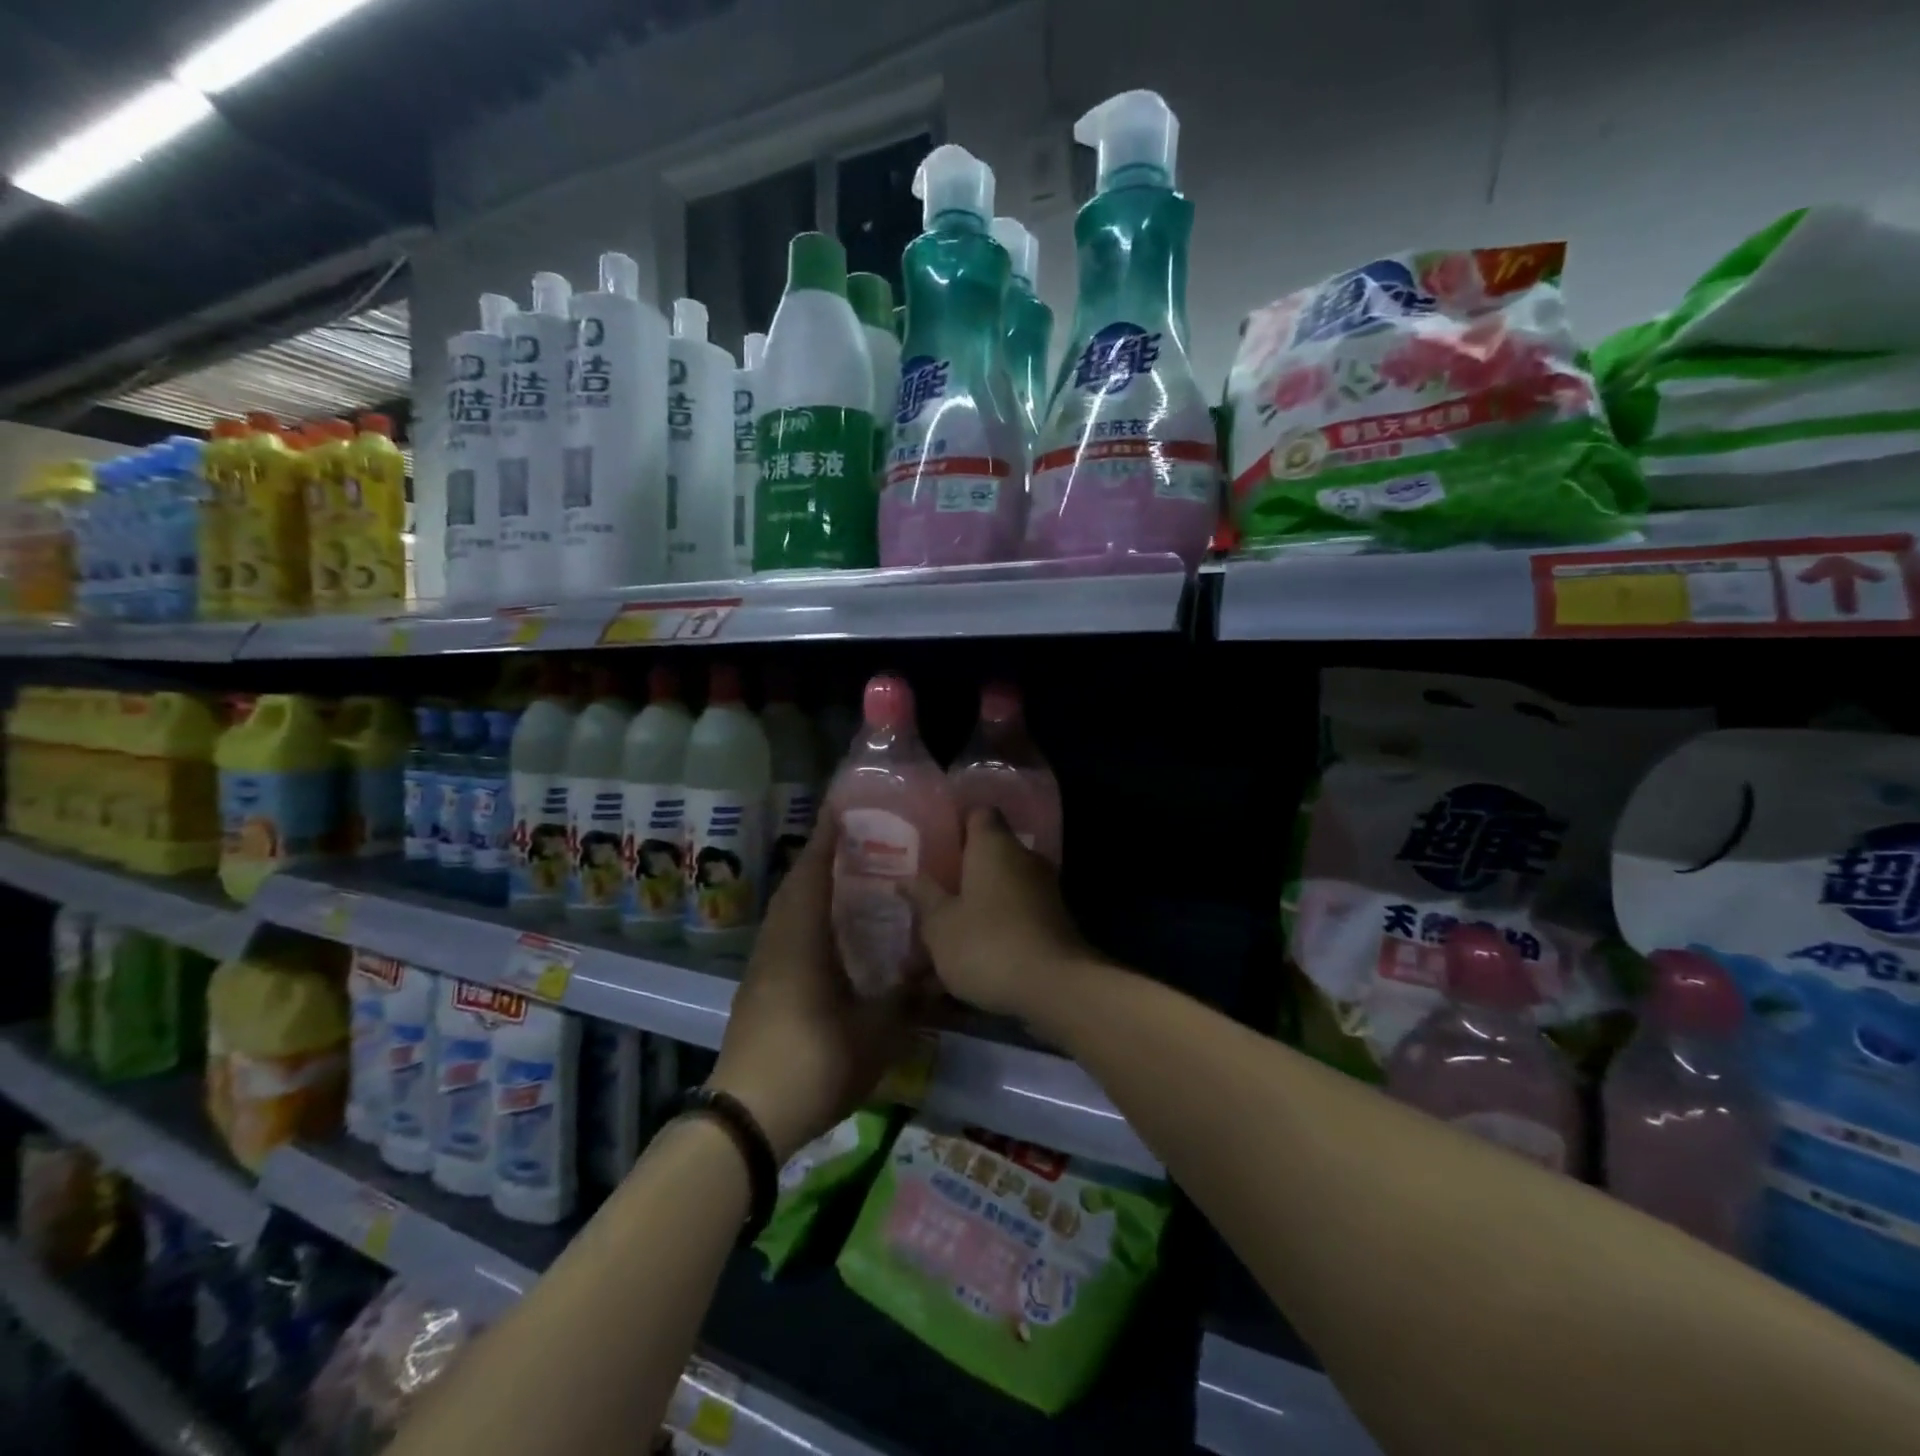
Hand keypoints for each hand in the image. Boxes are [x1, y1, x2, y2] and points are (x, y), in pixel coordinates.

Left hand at [710, 820, 914, 1162]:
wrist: (748, 1117)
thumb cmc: (814, 1061)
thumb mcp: (876, 1032)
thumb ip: (907, 997)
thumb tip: (934, 970)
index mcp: (802, 939)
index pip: (812, 874)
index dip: (826, 840)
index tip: (840, 810)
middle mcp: (777, 943)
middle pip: (795, 887)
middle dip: (819, 859)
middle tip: (852, 843)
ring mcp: (762, 968)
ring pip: (785, 913)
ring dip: (808, 889)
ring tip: (841, 881)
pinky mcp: (757, 991)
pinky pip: (782, 936)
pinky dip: (802, 919)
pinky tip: (825, 936)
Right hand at [903, 809, 1097, 1024]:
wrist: (1056, 988)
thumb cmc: (987, 943)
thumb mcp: (940, 924)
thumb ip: (923, 897)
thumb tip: (906, 879)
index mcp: (994, 845)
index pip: (978, 814)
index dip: (955, 825)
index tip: (932, 844)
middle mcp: (1023, 860)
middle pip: (986, 858)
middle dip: (957, 878)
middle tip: (926, 897)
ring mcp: (1043, 893)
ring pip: (997, 894)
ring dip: (970, 914)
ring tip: (933, 947)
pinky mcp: (1052, 925)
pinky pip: (1012, 922)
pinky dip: (990, 937)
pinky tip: (963, 970)